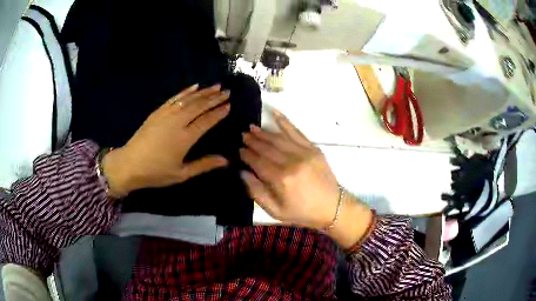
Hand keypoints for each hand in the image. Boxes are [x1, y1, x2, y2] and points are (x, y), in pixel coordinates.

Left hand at [103, 84, 230, 196]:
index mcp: (185, 138)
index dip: (218, 113)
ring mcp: (166, 115)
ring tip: (216, 86)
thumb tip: (226, 160)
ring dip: (203, 92)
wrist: (129, 164)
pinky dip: (185, 91)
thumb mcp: (181, 174)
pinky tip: (194, 86)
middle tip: (227, 91)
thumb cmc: (156, 172)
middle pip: (199, 106)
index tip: (229, 105)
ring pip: (188, 100)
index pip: (206, 121)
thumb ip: (204, 165)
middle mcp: (177, 122)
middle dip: (214, 98)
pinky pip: (174, 98)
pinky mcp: (157, 112)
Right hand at [240, 110, 341, 228]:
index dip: (246, 155)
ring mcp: (304, 153)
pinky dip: (284, 121)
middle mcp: (291, 162)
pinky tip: (274, 113)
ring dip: (263, 132)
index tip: (238, 150)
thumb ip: (256, 192)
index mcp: (280, 179)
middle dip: (252, 141)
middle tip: (242, 135)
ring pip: (278, 138)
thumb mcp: (275, 210)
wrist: (332, 207)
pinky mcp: (313, 148)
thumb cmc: (302, 212)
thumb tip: (242, 172)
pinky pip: (296, 131)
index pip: (257, 162)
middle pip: (266, 148)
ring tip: (252, 127)